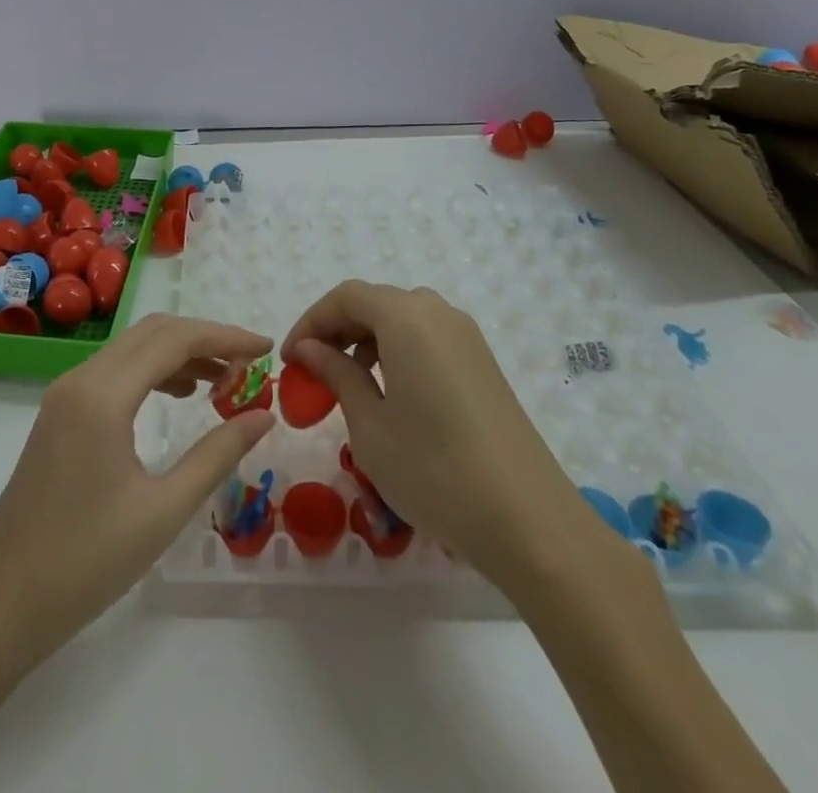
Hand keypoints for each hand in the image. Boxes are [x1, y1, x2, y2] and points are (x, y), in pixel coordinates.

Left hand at [0, 314, 273, 667]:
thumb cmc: (84, 564)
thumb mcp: (162, 512)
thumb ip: (216, 455)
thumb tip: (262, 415)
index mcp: (103, 395)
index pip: (174, 340)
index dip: (225, 337)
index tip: (266, 347)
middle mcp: (81, 379)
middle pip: (153, 332)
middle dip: (205, 338)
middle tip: (249, 363)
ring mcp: (65, 394)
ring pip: (132, 349)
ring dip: (179, 353)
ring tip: (223, 381)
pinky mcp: (59, 414)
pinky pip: (114, 372)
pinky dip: (153, 372)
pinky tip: (178, 396)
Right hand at [283, 281, 621, 590]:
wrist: (528, 519)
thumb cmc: (434, 469)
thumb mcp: (369, 424)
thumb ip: (336, 374)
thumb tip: (309, 348)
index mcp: (406, 317)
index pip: (345, 297)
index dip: (311, 322)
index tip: (290, 360)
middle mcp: (438, 313)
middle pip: (375, 302)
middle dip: (338, 330)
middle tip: (313, 371)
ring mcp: (466, 337)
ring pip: (403, 319)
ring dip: (367, 340)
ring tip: (348, 384)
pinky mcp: (483, 363)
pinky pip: (428, 338)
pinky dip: (398, 352)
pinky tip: (391, 395)